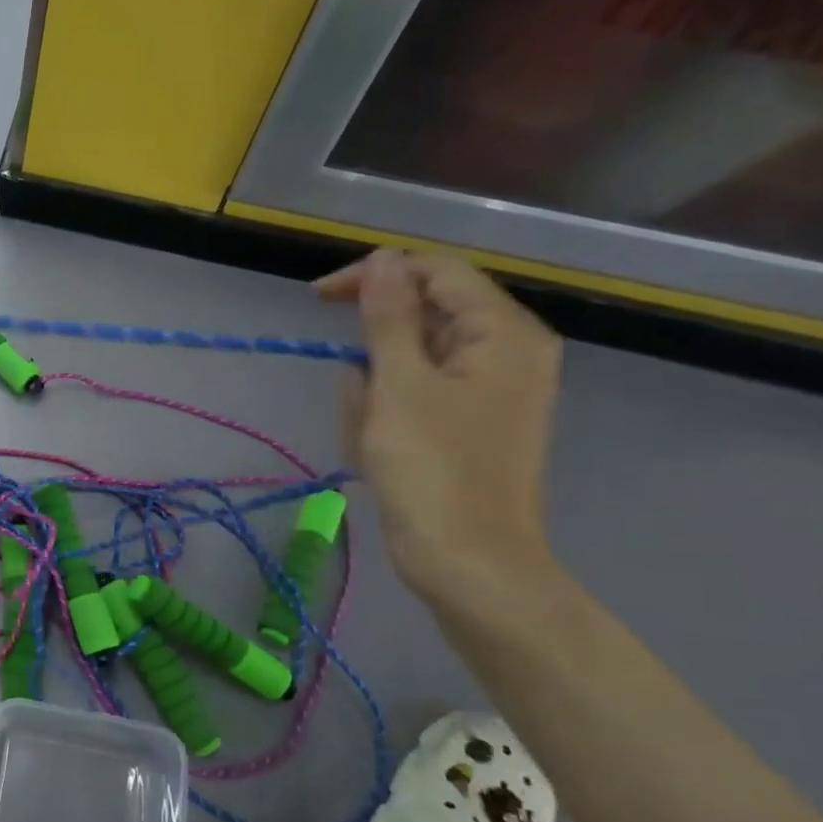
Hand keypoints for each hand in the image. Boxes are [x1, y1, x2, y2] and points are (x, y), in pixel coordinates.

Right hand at [317, 249, 560, 602]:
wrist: (467, 562)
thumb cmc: (432, 469)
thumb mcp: (399, 385)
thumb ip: (388, 316)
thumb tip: (381, 259)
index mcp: (504, 333)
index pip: (435, 272)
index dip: (374, 276)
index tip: (316, 299)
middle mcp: (505, 352)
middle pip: (422, 319)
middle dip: (373, 354)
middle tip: (355, 398)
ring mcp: (487, 390)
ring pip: (408, 362)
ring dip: (374, 392)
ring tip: (370, 438)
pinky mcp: (467, 422)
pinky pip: (413, 395)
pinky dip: (385, 414)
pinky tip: (377, 450)